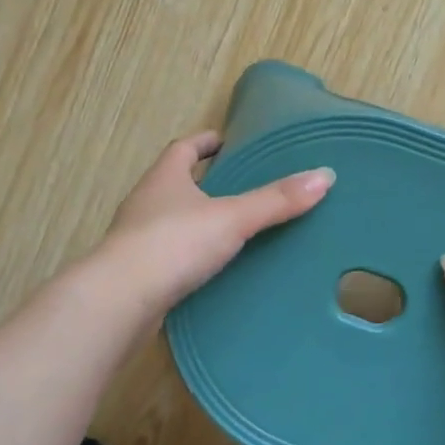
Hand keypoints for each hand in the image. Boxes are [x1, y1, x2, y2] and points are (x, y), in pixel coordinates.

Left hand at [98, 131, 334, 318]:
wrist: (119, 303)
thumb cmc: (173, 245)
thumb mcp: (232, 218)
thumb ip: (276, 200)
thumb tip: (325, 175)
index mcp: (164, 178)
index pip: (184, 148)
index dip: (205, 142)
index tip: (228, 142)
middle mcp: (146, 203)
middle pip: (176, 183)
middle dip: (205, 181)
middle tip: (243, 185)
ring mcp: (138, 240)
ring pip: (172, 220)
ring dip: (197, 220)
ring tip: (235, 228)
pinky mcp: (138, 275)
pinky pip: (170, 255)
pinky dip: (191, 255)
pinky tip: (214, 269)